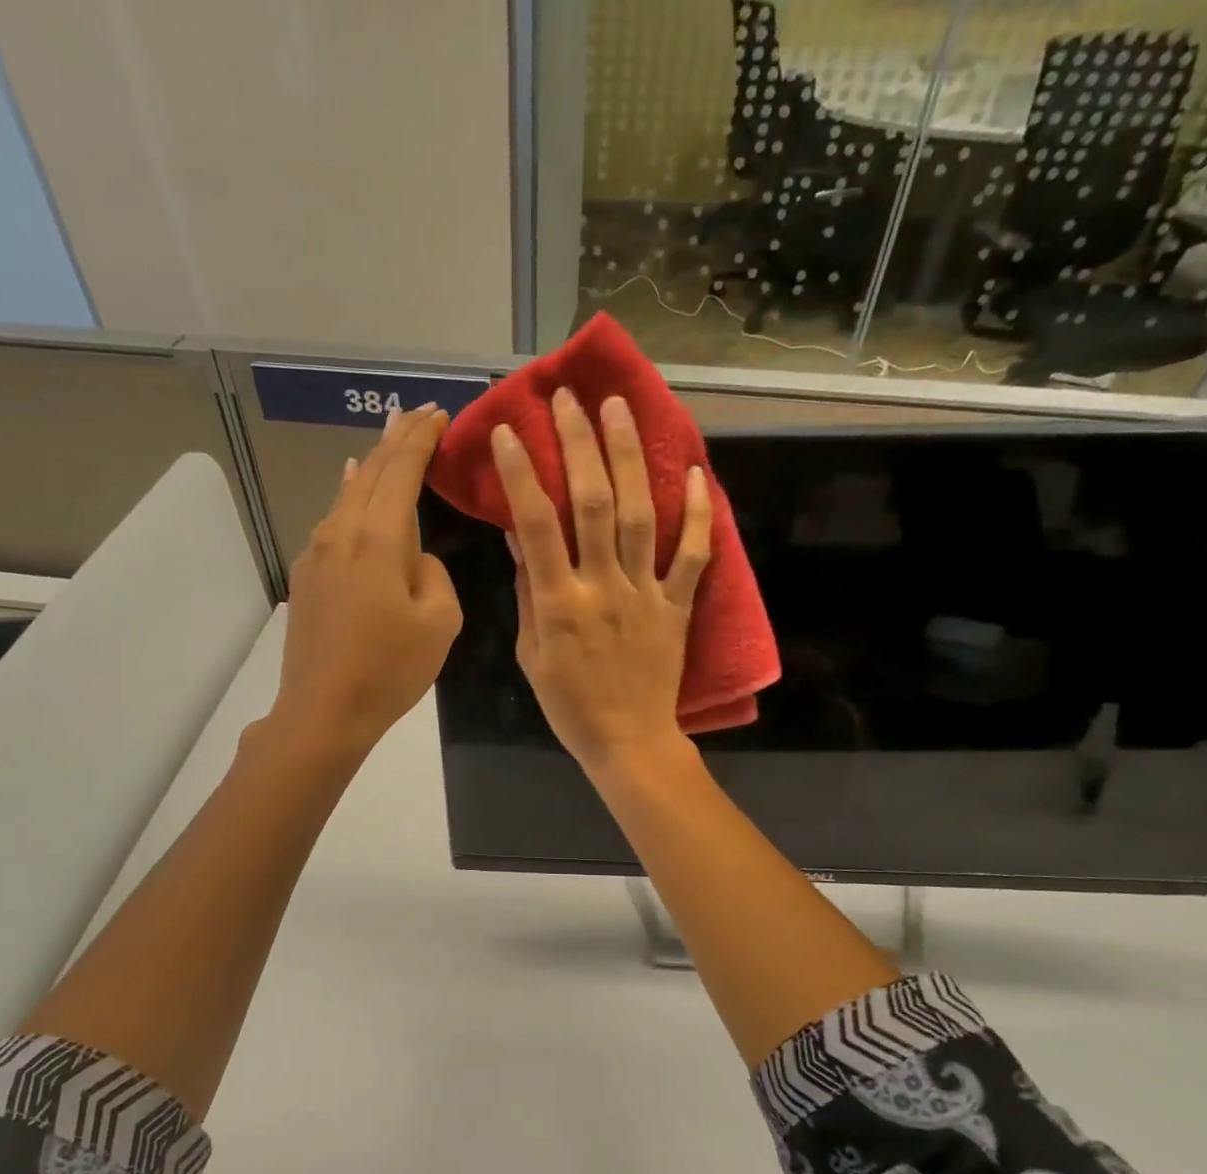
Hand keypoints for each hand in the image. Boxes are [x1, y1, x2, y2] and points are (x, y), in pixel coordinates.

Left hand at [270, 405, 461, 754]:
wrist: (322, 710)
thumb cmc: (390, 670)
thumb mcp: (439, 622)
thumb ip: (434, 573)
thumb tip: (416, 558)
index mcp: (378, 538)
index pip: (401, 470)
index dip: (421, 438)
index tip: (439, 413)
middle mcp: (341, 532)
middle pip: (369, 472)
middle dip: (395, 440)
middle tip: (415, 414)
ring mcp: (316, 553)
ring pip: (347, 494)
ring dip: (371, 466)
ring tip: (386, 443)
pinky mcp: (305, 576)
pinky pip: (333, 520)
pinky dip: (350, 495)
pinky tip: (351, 489)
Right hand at [496, 388, 710, 777]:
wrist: (628, 741)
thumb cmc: (570, 704)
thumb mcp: (531, 654)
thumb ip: (529, 593)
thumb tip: (520, 537)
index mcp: (559, 603)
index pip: (537, 525)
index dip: (523, 474)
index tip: (509, 431)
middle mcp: (602, 587)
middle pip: (592, 504)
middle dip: (580, 444)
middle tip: (570, 398)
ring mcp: (645, 593)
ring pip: (638, 515)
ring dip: (630, 457)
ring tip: (620, 409)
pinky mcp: (677, 605)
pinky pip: (691, 555)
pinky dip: (696, 514)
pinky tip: (695, 472)